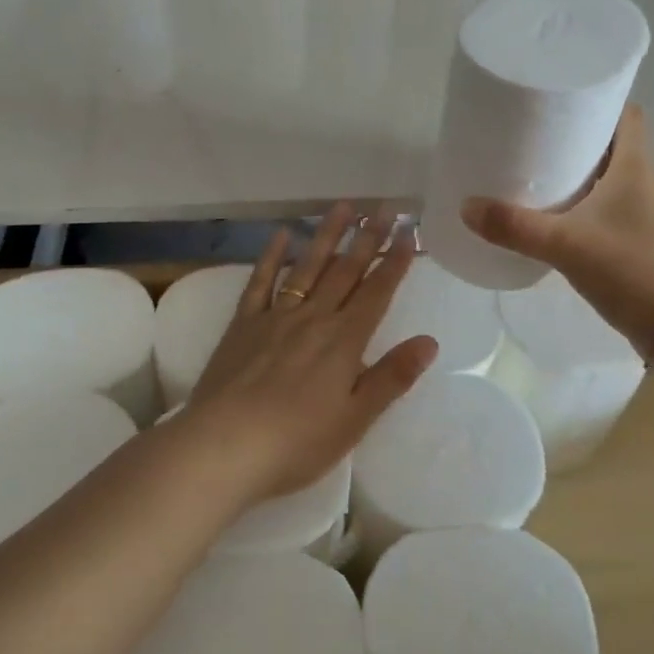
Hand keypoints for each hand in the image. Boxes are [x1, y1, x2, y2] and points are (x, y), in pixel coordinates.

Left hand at [177, 203, 437, 503]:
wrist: (224, 447)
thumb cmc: (297, 442)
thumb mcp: (355, 419)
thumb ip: (392, 377)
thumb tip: (429, 341)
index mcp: (344, 341)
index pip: (377, 292)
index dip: (395, 262)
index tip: (408, 233)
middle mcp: (314, 318)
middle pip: (345, 271)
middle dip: (367, 239)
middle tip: (383, 209)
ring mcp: (276, 316)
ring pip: (308, 266)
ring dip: (327, 235)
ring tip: (343, 206)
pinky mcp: (243, 324)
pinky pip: (261, 281)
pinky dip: (271, 256)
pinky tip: (282, 234)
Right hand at [460, 105, 653, 355]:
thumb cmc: (632, 269)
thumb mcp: (565, 245)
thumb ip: (515, 227)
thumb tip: (466, 206)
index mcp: (636, 165)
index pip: (626, 113)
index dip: (597, 100)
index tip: (560, 99)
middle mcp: (646, 180)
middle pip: (613, 143)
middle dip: (576, 136)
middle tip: (533, 136)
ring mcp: (647, 212)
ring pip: (611, 177)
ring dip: (581, 172)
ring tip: (538, 173)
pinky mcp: (643, 239)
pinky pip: (611, 207)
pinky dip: (587, 203)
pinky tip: (559, 218)